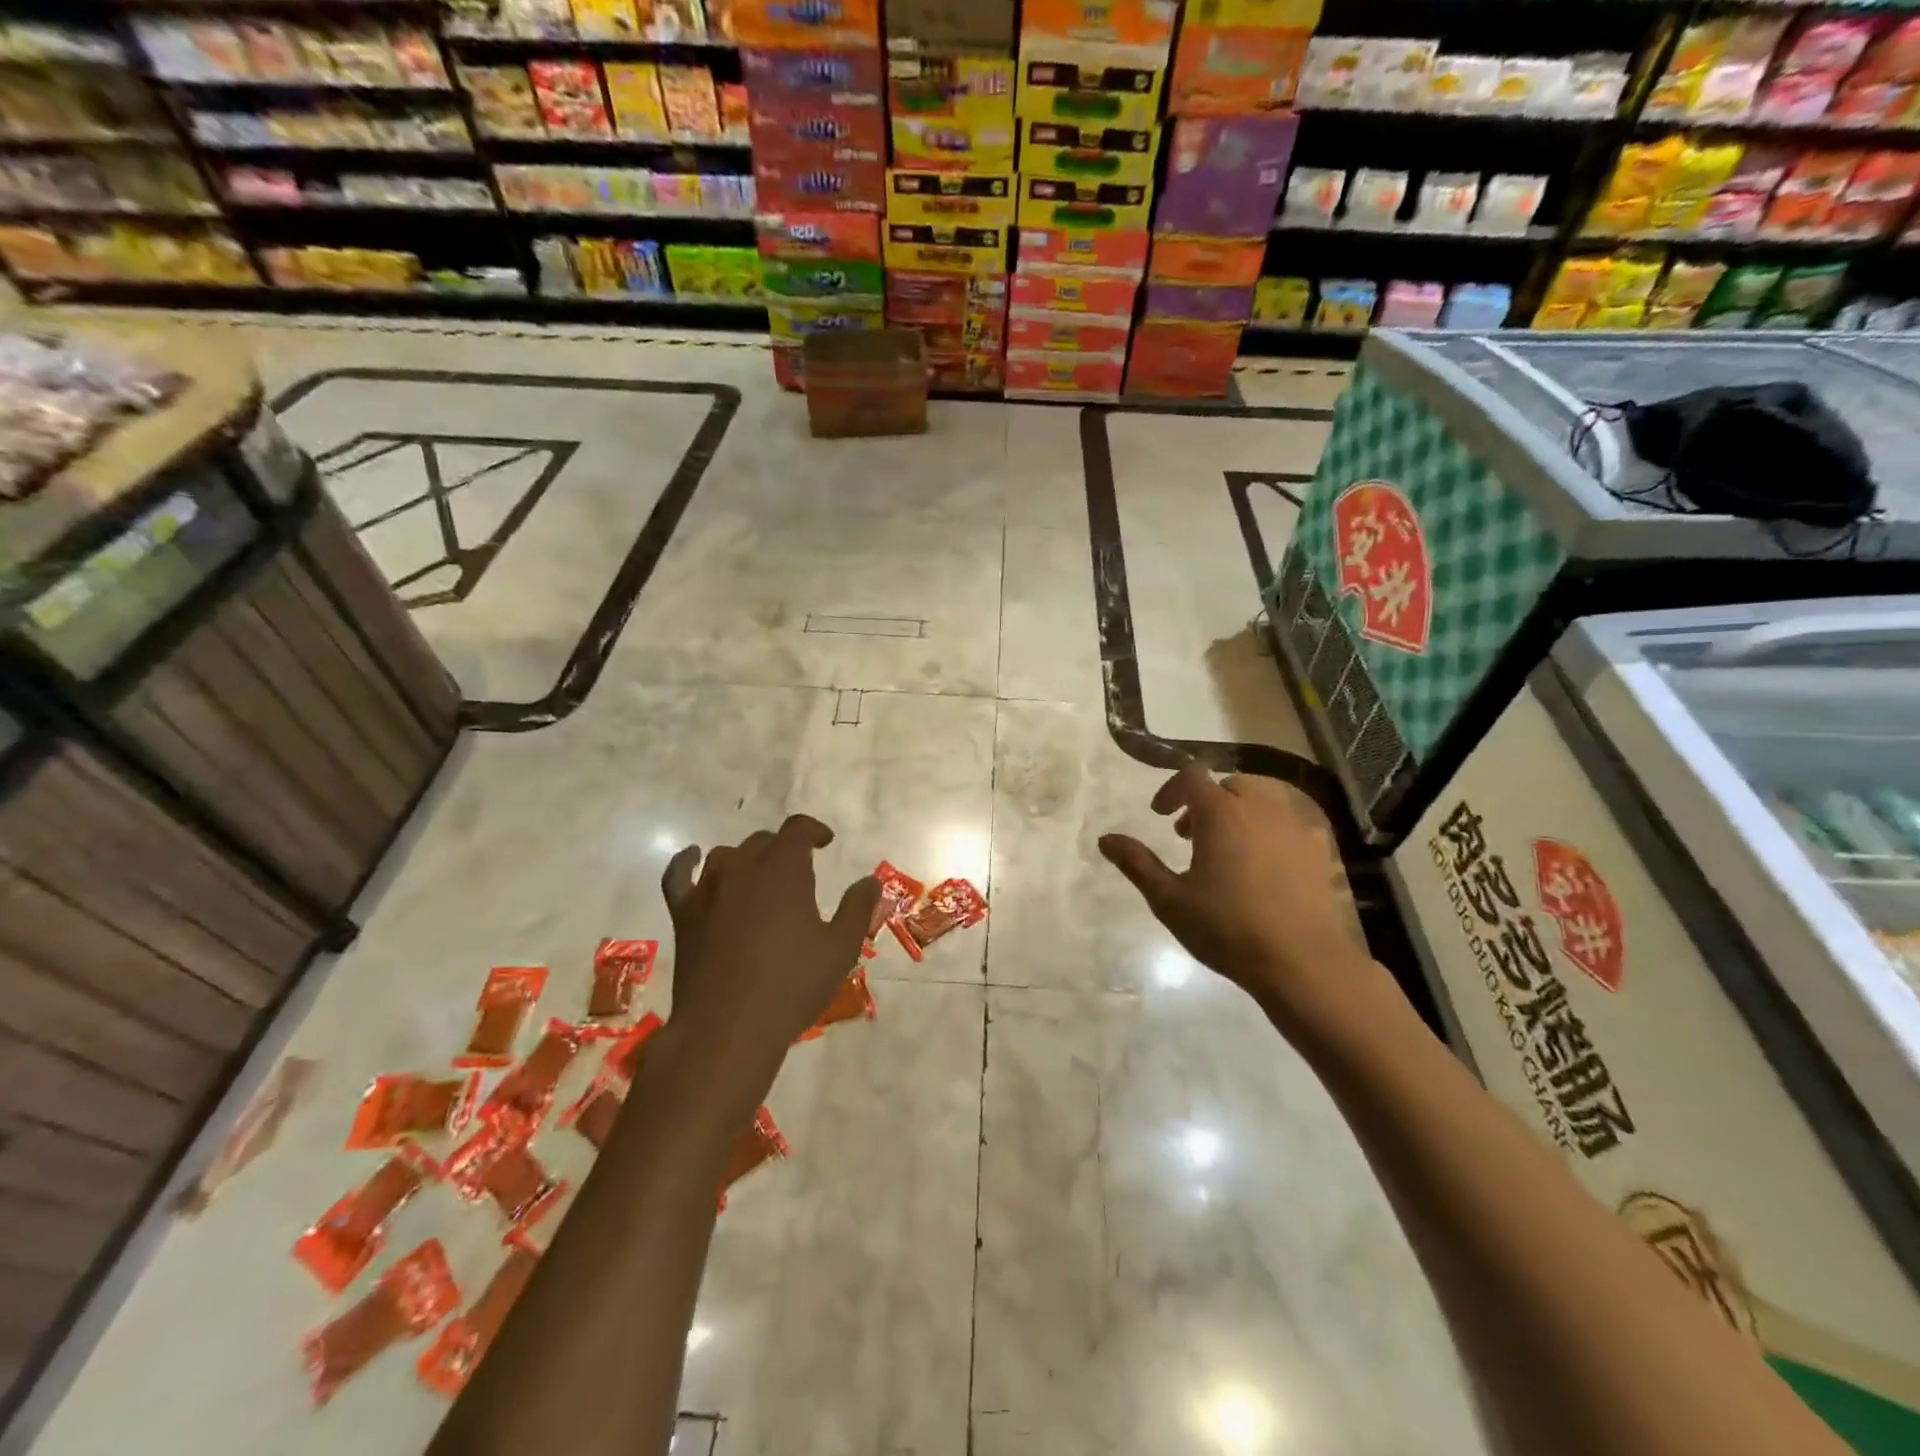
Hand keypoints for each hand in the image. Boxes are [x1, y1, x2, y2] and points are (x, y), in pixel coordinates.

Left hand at [661, 816, 879, 1086]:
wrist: (728, 1028)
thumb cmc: (791, 986)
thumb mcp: (840, 949)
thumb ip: (857, 908)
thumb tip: (869, 880)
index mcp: (784, 869)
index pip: (798, 829)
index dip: (814, 830)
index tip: (826, 842)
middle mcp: (744, 868)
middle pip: (763, 841)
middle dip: (784, 849)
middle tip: (800, 873)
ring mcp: (708, 889)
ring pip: (727, 855)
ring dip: (747, 860)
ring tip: (760, 879)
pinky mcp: (683, 914)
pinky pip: (678, 875)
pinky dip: (685, 862)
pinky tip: (692, 859)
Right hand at [1099, 766, 1381, 1036]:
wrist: (1302, 962)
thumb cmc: (1227, 928)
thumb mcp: (1169, 900)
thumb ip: (1137, 863)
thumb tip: (1105, 839)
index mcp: (1221, 813)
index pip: (1192, 776)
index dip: (1171, 789)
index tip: (1160, 815)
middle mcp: (1260, 808)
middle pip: (1229, 785)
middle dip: (1205, 802)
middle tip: (1189, 836)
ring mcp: (1295, 826)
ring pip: (1262, 801)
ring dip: (1238, 814)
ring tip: (1226, 852)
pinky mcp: (1318, 849)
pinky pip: (1289, 824)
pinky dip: (1269, 832)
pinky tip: (1264, 867)